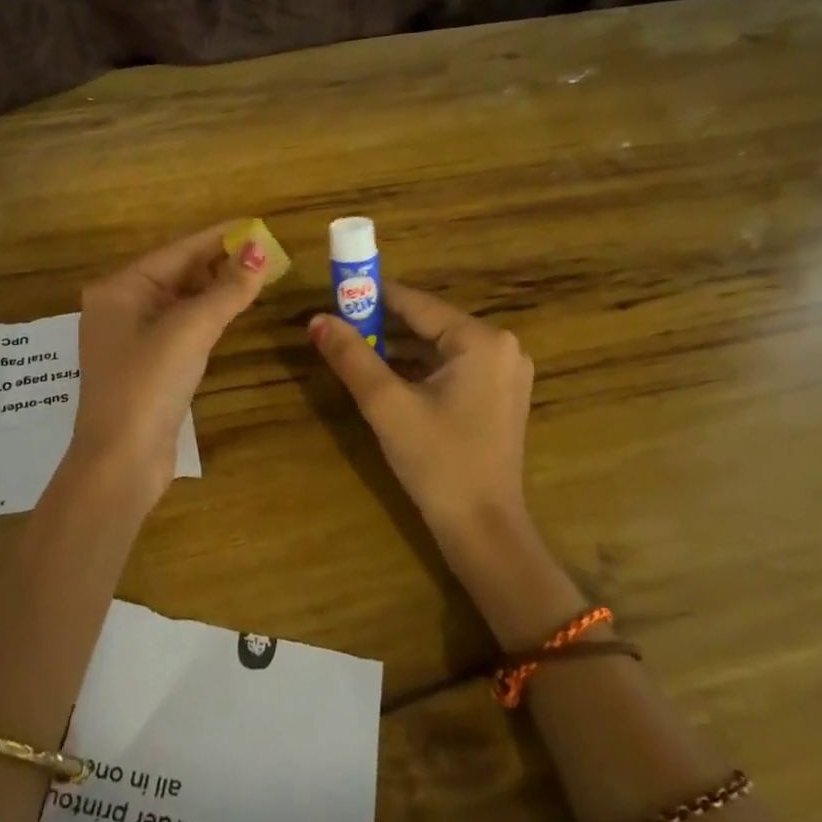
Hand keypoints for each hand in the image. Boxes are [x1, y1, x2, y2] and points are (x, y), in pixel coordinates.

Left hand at [68, 222, 272, 504]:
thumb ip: (227, 290)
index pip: (177, 251)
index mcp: (120, 289)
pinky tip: (231, 310)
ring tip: (257, 275)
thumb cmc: (148, 385)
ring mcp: (132, 338)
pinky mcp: (147, 365)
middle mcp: (121, 307)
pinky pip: (181, 327)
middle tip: (266, 252)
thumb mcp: (189, 331)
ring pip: (181, 301)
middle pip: (178, 273)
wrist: (121, 462)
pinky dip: (207, 316)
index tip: (256, 225)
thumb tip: (260, 251)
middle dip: (220, 262)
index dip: (219, 238)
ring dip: (216, 289)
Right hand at [310, 282, 534, 542]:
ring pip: (437, 346)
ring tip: (353, 349)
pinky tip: (385, 376)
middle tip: (338, 326)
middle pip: (428, 323)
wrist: (482, 529)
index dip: (371, 296)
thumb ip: (352, 357)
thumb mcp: (387, 405)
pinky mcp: (498, 394)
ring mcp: (504, 372)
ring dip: (397, 348)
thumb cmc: (437, 462)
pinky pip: (450, 367)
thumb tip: (316, 319)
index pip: (416, 303)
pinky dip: (418, 368)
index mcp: (481, 340)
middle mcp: (500, 346)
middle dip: (382, 324)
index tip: (334, 293)